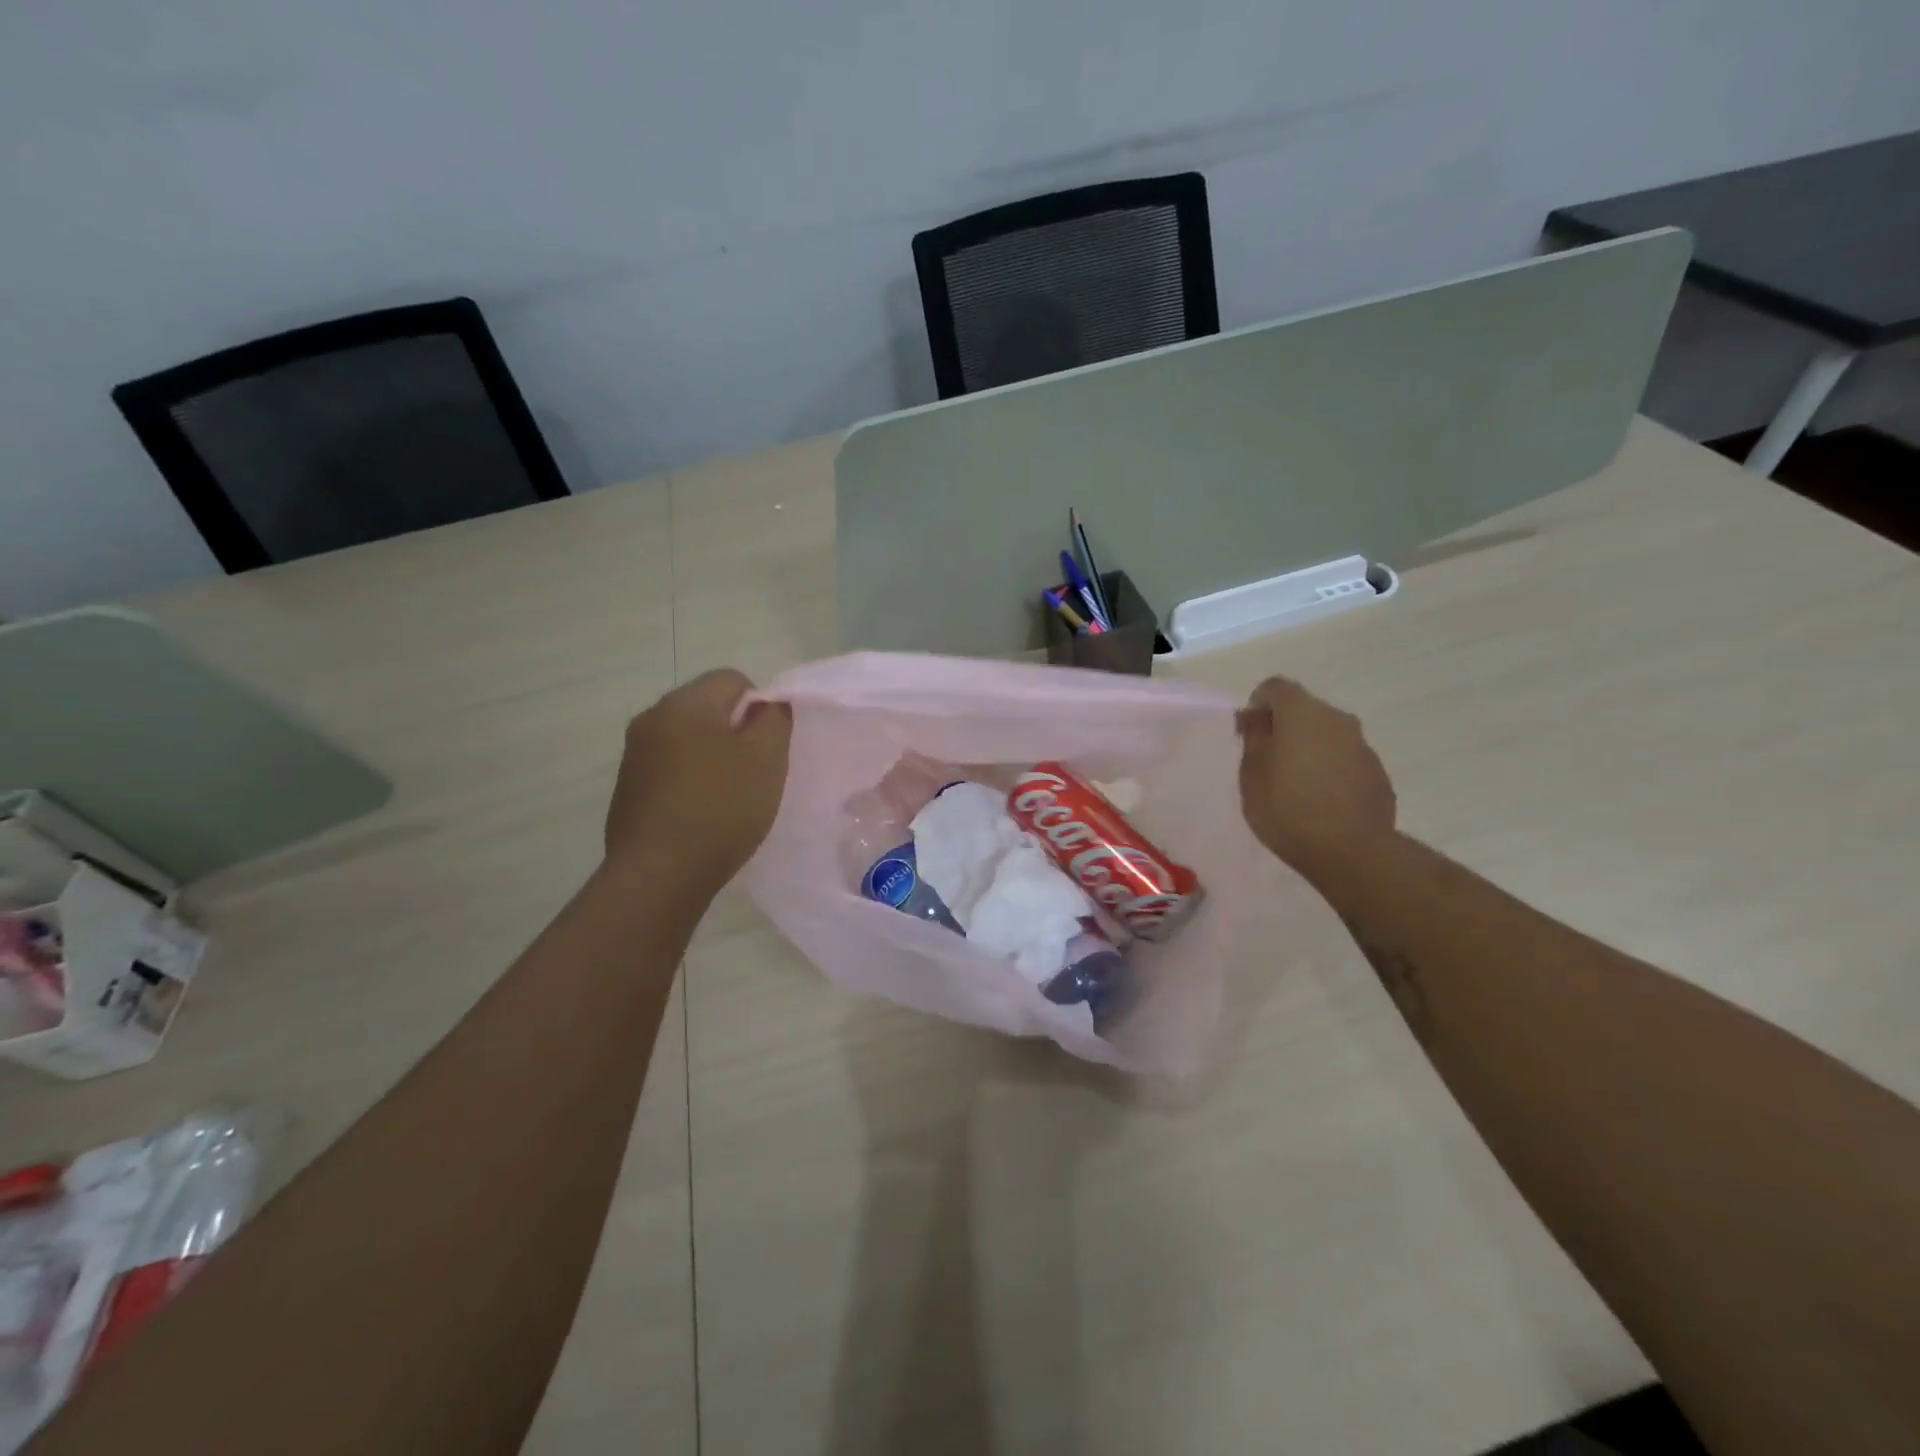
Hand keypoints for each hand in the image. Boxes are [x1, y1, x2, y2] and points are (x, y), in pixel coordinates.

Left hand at [605, 669, 791, 888]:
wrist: (659, 874)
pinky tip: (703, 815)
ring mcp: (634, 755)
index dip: (760, 707)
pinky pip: (670, 770)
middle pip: (707, 708)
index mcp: (684, 703)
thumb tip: (766, 706)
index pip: (733, 679)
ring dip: (712, 758)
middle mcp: (651, 718)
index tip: (768, 746)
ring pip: (687, 740)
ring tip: (730, 798)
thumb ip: (774, 719)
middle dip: (735, 733)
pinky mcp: (627, 789)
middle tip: (755, 772)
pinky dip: (691, 782)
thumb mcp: (767, 758)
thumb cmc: (721, 807)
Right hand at [1235, 676, 1395, 882]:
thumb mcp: (1251, 775)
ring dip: (1308, 746)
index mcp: (1302, 713)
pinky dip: (1329, 767)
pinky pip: (1345, 757)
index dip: (1256, 704)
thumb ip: (1254, 739)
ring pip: (1327, 733)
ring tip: (1293, 781)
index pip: (1274, 687)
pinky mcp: (1377, 771)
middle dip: (1283, 725)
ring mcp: (1362, 745)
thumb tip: (1258, 719)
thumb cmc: (1287, 809)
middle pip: (1304, 708)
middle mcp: (1336, 718)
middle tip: (1265, 757)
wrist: (1351, 851)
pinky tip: (1319, 798)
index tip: (1246, 732)